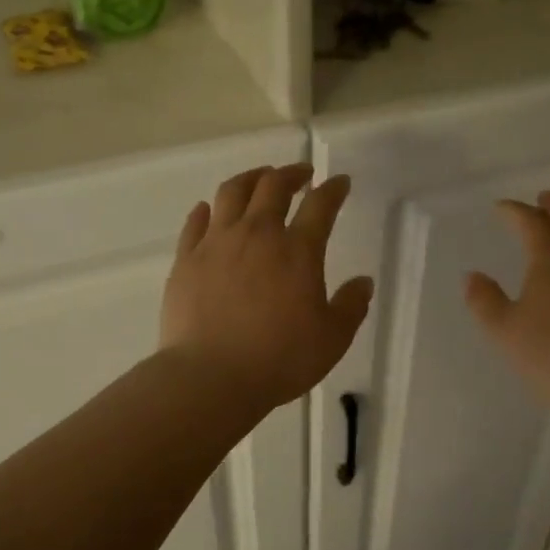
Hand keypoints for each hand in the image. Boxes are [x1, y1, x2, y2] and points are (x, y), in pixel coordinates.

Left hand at [161, 164, 373, 411]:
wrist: (211, 376)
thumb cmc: (279, 359)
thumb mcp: (331, 339)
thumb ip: (351, 307)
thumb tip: (363, 282)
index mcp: (298, 251)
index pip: (321, 205)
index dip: (333, 189)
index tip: (340, 182)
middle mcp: (257, 235)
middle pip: (273, 186)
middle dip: (291, 174)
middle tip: (301, 174)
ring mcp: (216, 244)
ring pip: (232, 193)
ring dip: (250, 179)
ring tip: (259, 179)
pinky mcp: (186, 260)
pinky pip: (195, 223)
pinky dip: (207, 210)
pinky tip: (210, 209)